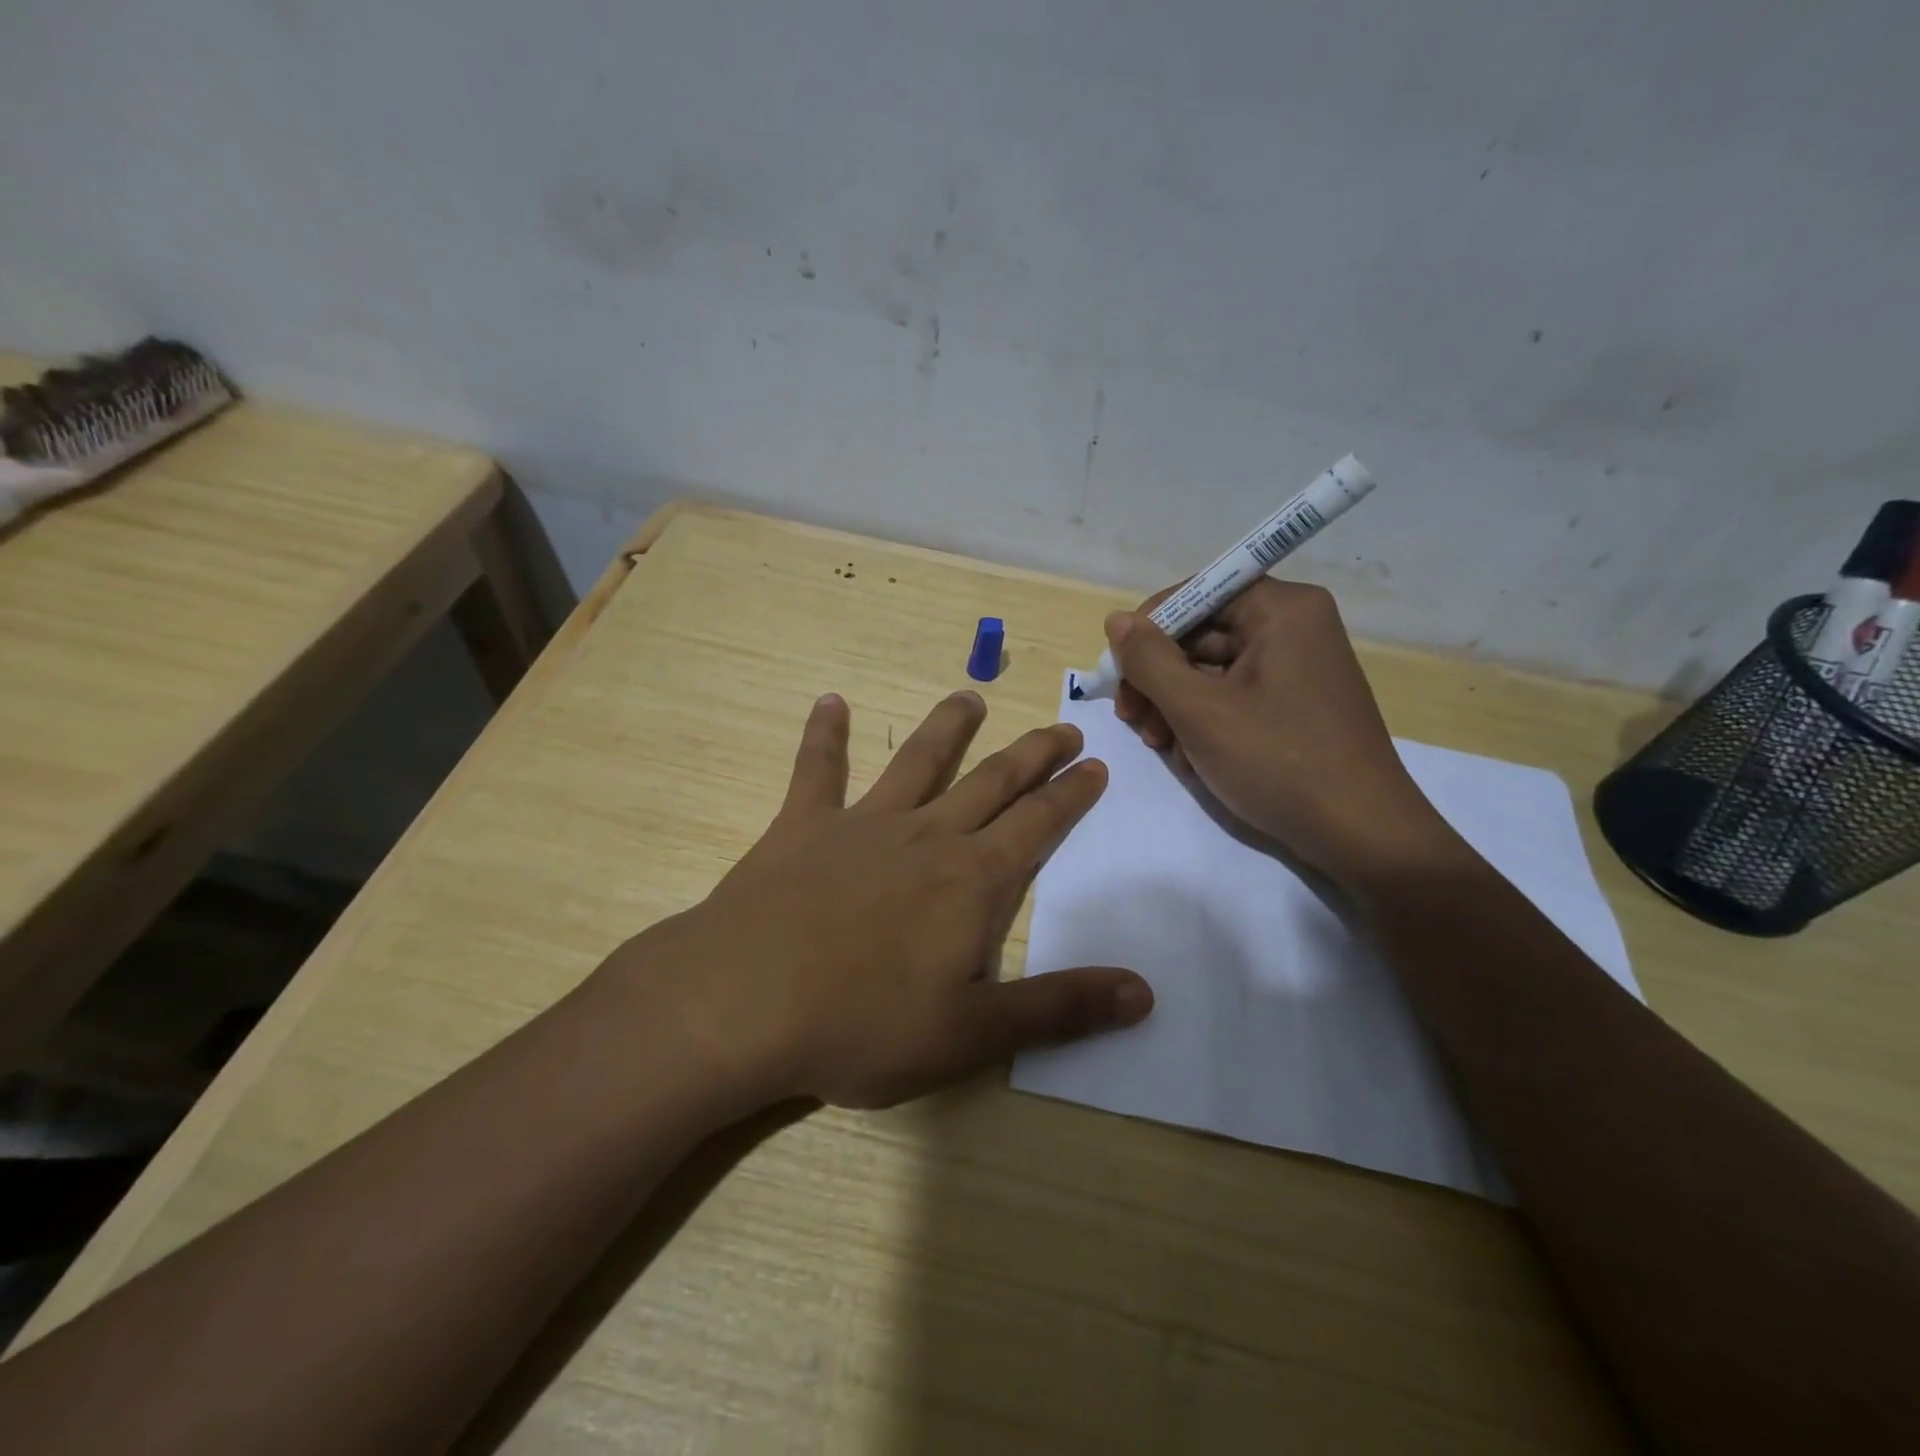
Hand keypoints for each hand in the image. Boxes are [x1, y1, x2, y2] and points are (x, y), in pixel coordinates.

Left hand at [631, 690, 1153, 1110]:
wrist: (741, 1003)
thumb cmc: (861, 1024)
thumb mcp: (971, 1034)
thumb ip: (1059, 1010)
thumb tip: (1144, 993)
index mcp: (970, 881)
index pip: (1038, 824)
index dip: (1071, 794)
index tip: (1095, 765)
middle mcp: (925, 836)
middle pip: (992, 782)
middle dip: (1032, 754)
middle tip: (1062, 727)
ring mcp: (861, 824)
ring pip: (917, 761)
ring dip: (946, 727)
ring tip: (969, 696)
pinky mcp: (802, 827)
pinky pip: (816, 771)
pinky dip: (823, 736)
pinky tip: (828, 702)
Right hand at [1109, 579, 1454, 890]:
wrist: (1361, 835)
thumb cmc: (1277, 761)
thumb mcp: (1199, 710)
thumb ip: (1149, 660)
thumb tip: (1115, 620)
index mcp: (1282, 609)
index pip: (1195, 595)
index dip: (1148, 631)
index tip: (1118, 676)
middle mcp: (1294, 627)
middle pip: (1201, 634)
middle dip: (1159, 678)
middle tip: (1132, 719)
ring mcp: (1298, 667)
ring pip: (1212, 670)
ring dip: (1175, 704)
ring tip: (1160, 745)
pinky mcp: (1297, 703)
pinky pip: (1235, 695)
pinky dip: (1205, 720)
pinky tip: (1191, 756)